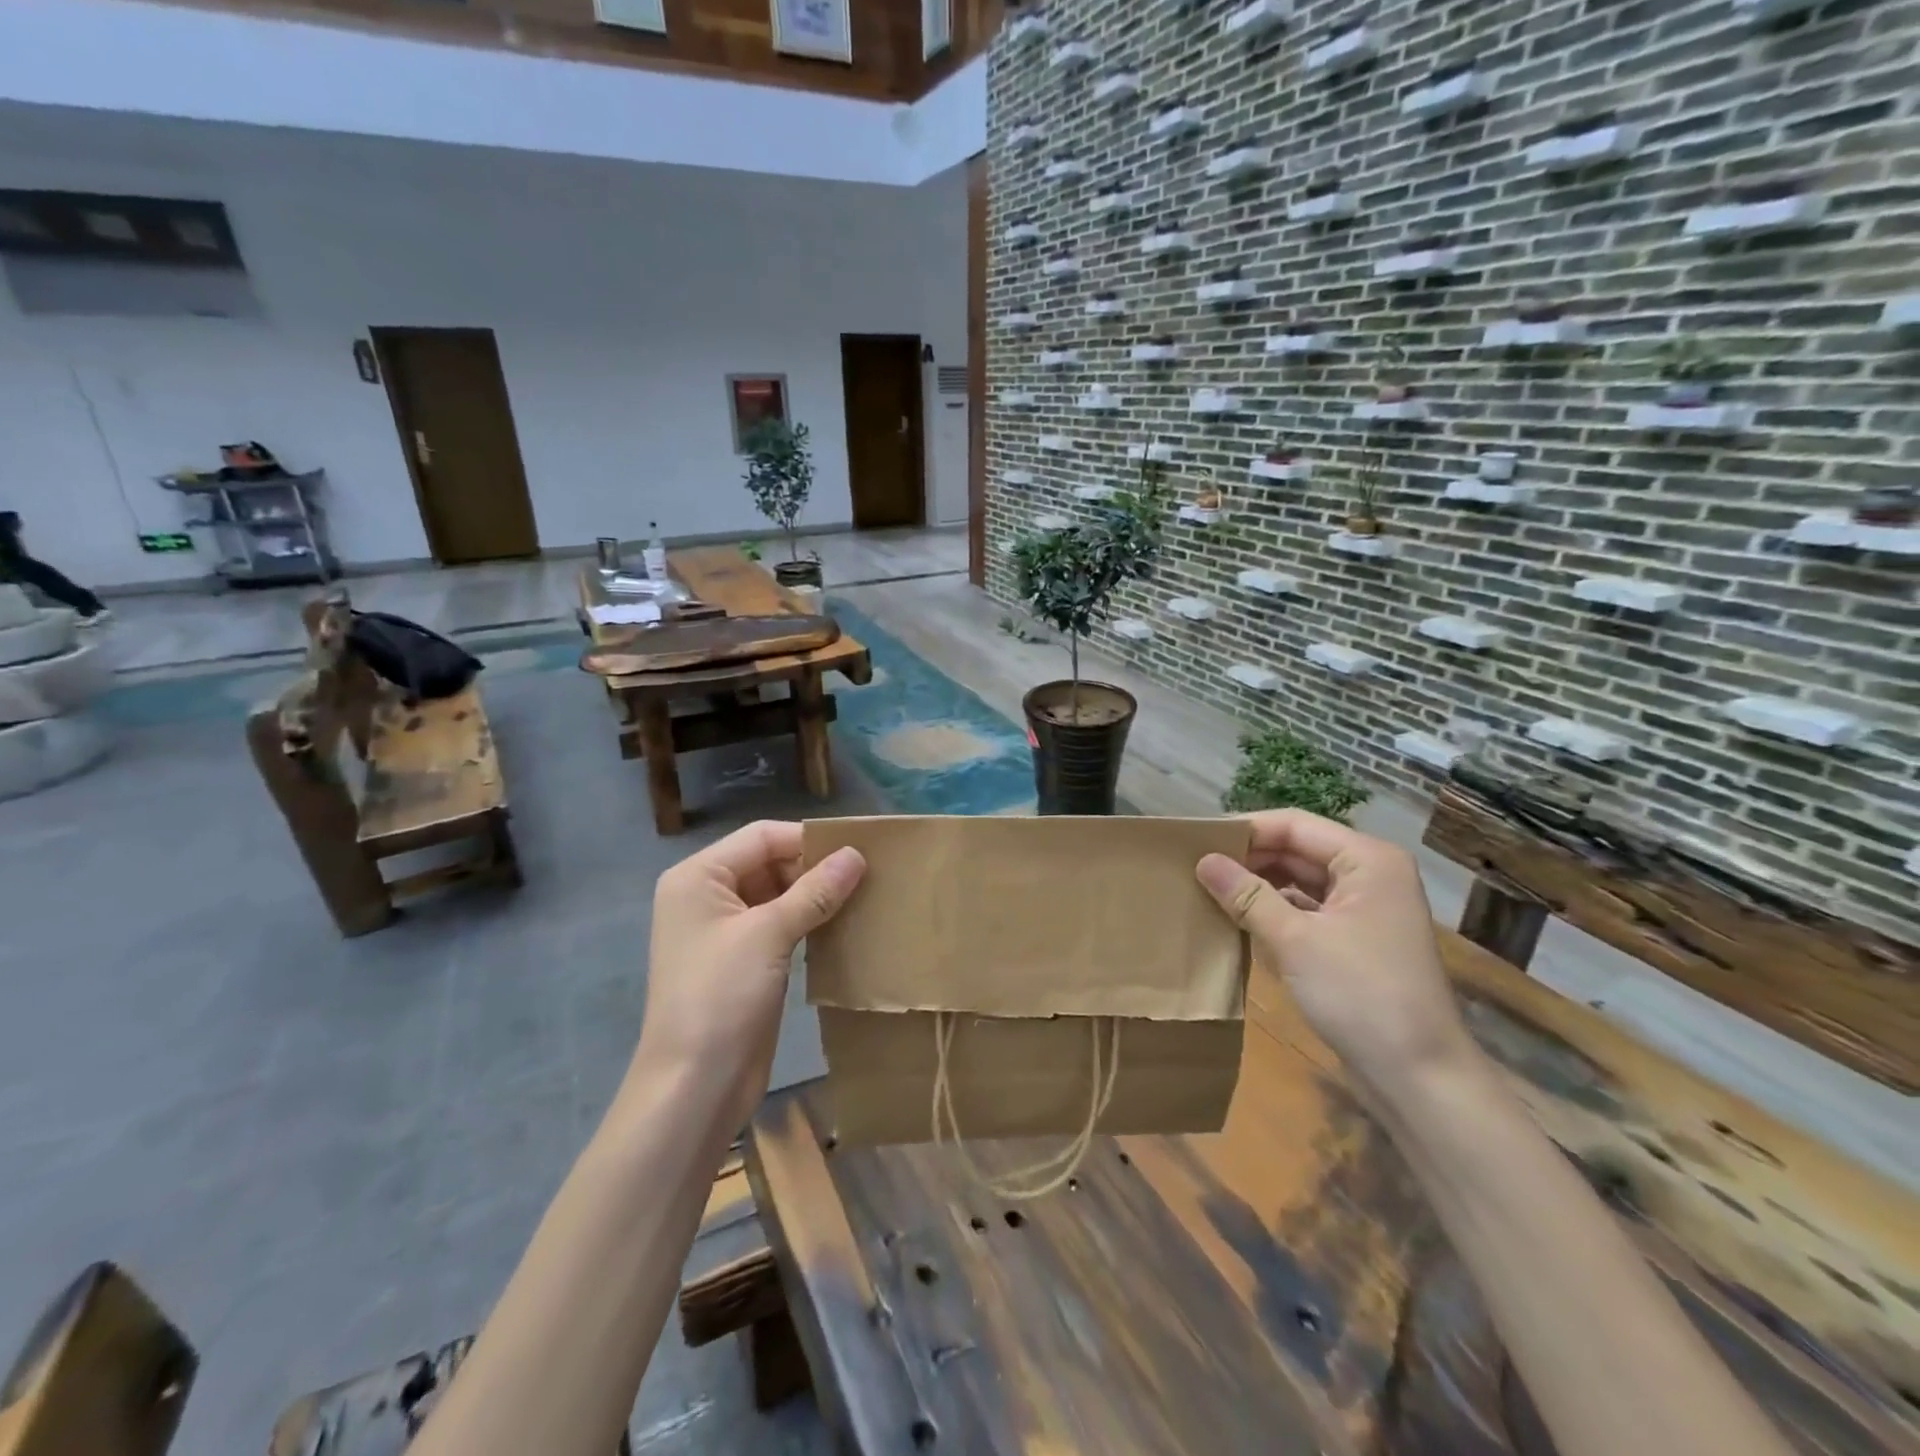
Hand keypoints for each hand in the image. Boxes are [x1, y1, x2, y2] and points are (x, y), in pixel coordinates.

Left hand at [634, 821, 865, 1131]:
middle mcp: (708, 895)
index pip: (763, 837)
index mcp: (699, 877)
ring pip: (779, 895)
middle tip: (869, 874)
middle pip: (770, 862)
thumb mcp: (769, 934)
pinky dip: (810, 922)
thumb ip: (815, 890)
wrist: (694, 1087)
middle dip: (816, 867)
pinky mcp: (744, 961)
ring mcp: (725, 931)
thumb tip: (856, 854)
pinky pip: (781, 926)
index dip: (809, 839)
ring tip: (866, 895)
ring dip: (817, 896)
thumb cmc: (722, 996)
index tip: (860, 848)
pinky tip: (845, 925)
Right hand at [1196, 810, 1476, 1099]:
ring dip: (1258, 885)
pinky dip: (1274, 910)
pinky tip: (1238, 918)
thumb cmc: (1360, 994)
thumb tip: (1203, 861)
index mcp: (1367, 859)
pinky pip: (1307, 909)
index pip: (1294, 825)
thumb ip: (1247, 895)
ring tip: (1208, 888)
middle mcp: (1370, 874)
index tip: (1197, 841)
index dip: (1245, 830)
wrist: (1419, 1076)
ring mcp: (1365, 908)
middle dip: (1249, 858)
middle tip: (1195, 866)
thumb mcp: (1295, 940)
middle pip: (1298, 849)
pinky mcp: (1356, 939)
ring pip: (1300, 880)